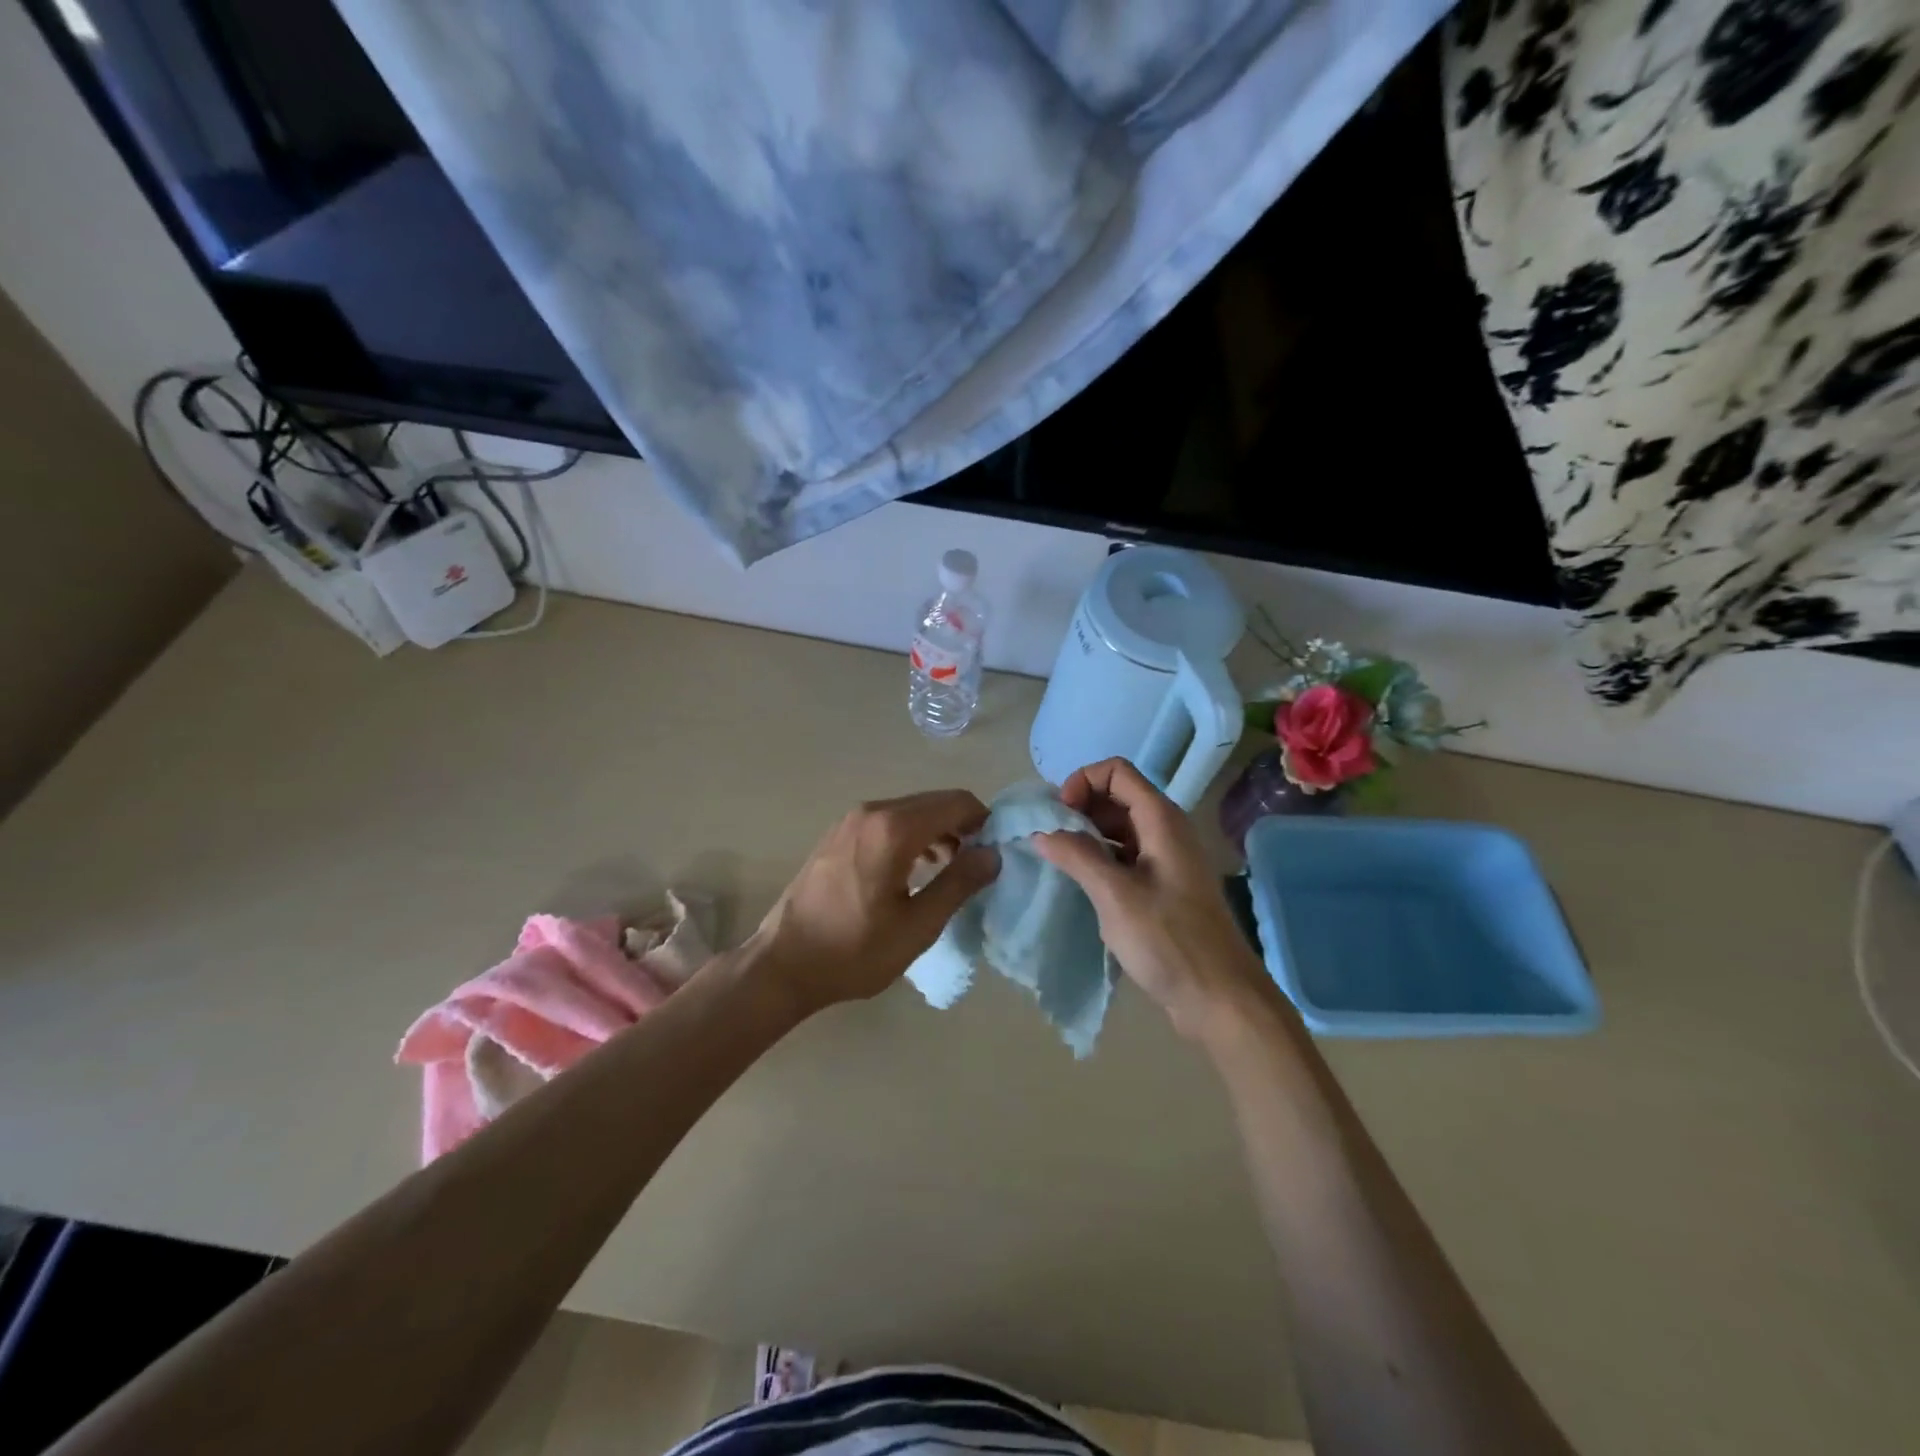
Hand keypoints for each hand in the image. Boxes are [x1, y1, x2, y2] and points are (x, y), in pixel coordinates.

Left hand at [748, 790, 998, 1011]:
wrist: (783, 965)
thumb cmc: (854, 951)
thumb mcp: (917, 926)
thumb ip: (959, 884)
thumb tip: (992, 855)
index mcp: (893, 829)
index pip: (956, 802)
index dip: (983, 821)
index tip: (994, 853)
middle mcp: (872, 812)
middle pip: (933, 802)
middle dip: (961, 826)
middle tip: (975, 865)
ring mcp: (850, 821)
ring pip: (909, 811)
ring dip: (936, 832)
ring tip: (948, 871)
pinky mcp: (837, 835)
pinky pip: (886, 823)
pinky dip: (910, 836)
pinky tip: (912, 870)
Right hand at [1031, 758, 1272, 1042]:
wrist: (1220, 999)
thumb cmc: (1169, 942)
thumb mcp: (1116, 896)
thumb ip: (1077, 856)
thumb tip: (1041, 831)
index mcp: (1161, 820)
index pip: (1116, 771)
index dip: (1081, 783)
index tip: (1057, 817)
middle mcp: (1165, 830)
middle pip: (1116, 795)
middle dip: (1079, 808)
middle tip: (1049, 840)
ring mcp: (1165, 859)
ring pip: (1118, 827)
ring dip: (1086, 834)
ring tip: (1057, 860)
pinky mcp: (1162, 887)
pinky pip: (1124, 856)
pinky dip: (1099, 858)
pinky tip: (1080, 883)